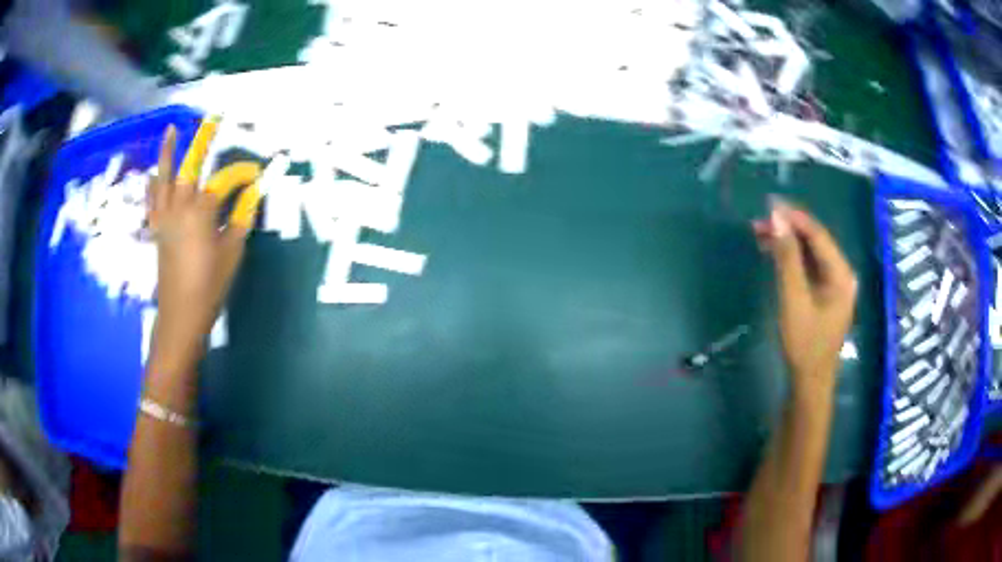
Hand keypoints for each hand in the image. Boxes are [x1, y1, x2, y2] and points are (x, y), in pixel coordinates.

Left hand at [148, 125, 254, 346]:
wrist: (180, 315)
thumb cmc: (209, 285)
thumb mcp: (232, 252)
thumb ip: (241, 218)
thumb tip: (251, 192)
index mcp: (201, 212)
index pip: (224, 182)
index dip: (242, 175)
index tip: (257, 174)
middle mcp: (179, 207)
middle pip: (190, 167)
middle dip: (202, 140)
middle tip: (211, 118)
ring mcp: (164, 217)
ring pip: (164, 178)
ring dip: (167, 152)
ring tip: (171, 129)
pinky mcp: (157, 230)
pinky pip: (152, 201)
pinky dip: (152, 184)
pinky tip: (153, 174)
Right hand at [753, 200, 857, 400]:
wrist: (809, 381)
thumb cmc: (804, 343)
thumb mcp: (793, 299)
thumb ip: (787, 258)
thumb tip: (776, 218)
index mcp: (842, 273)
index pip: (818, 234)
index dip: (794, 217)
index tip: (769, 204)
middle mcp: (842, 273)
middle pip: (815, 241)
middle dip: (789, 229)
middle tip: (760, 222)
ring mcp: (834, 284)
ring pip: (810, 253)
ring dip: (788, 242)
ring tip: (761, 234)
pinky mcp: (825, 293)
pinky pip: (809, 266)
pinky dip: (791, 258)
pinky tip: (774, 254)